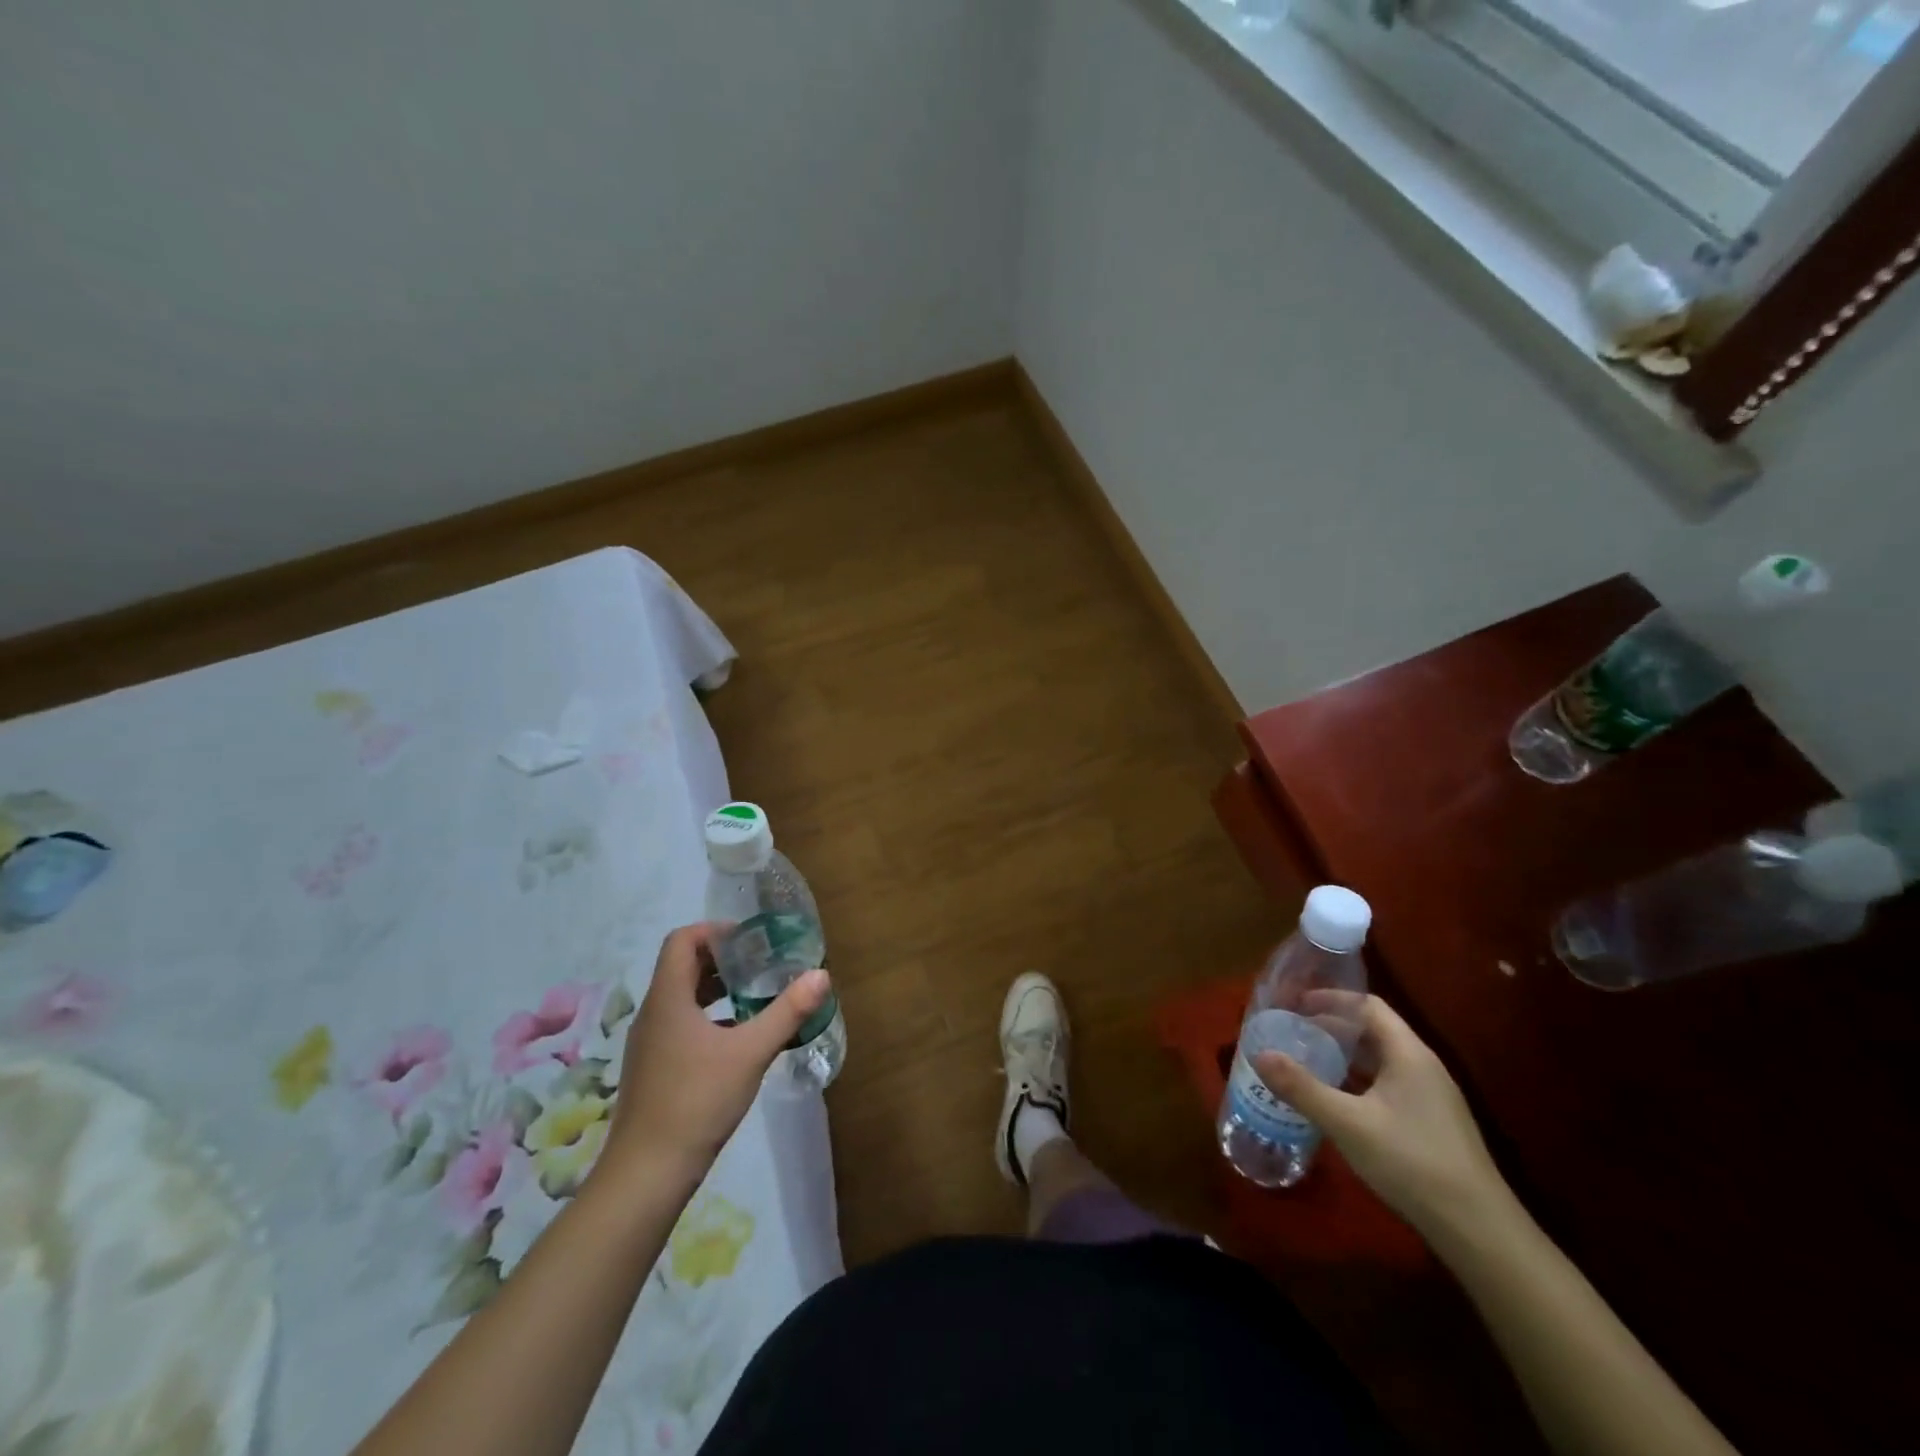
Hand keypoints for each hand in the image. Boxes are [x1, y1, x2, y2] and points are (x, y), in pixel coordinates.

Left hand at [598, 923, 830, 1193]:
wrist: (647, 1174)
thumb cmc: (697, 1101)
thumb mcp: (750, 1052)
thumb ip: (787, 1012)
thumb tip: (821, 974)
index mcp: (668, 998)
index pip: (682, 940)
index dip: (714, 930)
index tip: (751, 939)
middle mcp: (654, 1013)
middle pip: (683, 966)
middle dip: (723, 959)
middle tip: (762, 963)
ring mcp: (650, 1044)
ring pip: (683, 998)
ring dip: (717, 989)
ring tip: (756, 996)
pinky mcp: (654, 1069)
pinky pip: (681, 1025)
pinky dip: (710, 1019)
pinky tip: (739, 1040)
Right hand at [1254, 994, 1507, 1239]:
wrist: (1479, 1230)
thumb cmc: (1412, 1162)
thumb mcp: (1347, 1123)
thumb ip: (1302, 1087)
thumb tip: (1259, 1054)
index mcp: (1408, 1053)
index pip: (1368, 1005)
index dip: (1330, 999)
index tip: (1295, 1004)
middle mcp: (1423, 1066)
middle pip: (1373, 1030)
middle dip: (1331, 1027)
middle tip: (1292, 1033)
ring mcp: (1432, 1097)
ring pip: (1380, 1060)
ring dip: (1344, 1056)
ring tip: (1306, 1062)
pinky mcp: (1432, 1123)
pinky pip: (1388, 1085)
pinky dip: (1358, 1081)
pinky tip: (1336, 1101)